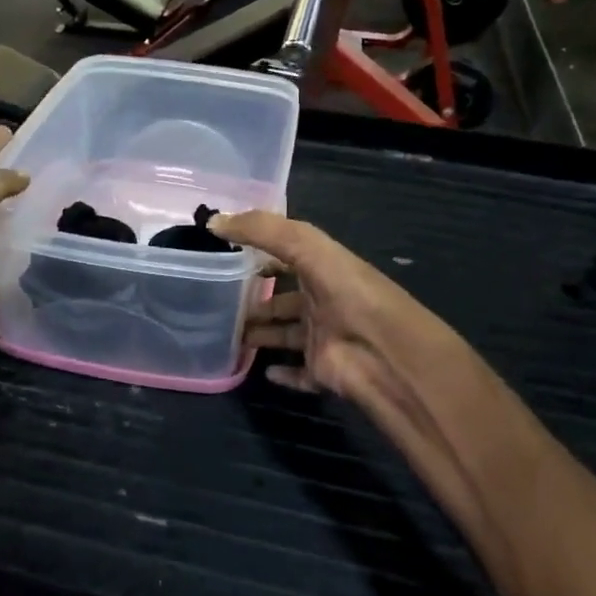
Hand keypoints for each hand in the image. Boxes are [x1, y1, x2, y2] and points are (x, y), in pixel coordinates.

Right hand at [210, 211, 491, 475]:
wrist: (383, 352)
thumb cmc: (347, 293)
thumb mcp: (306, 246)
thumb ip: (262, 230)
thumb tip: (212, 221)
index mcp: (323, 269)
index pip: (288, 257)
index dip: (261, 254)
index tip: (225, 256)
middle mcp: (323, 302)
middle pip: (284, 300)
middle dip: (256, 301)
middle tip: (217, 305)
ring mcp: (323, 339)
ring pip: (285, 335)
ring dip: (261, 335)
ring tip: (228, 335)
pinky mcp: (322, 372)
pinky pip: (298, 373)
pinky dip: (282, 373)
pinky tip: (261, 371)